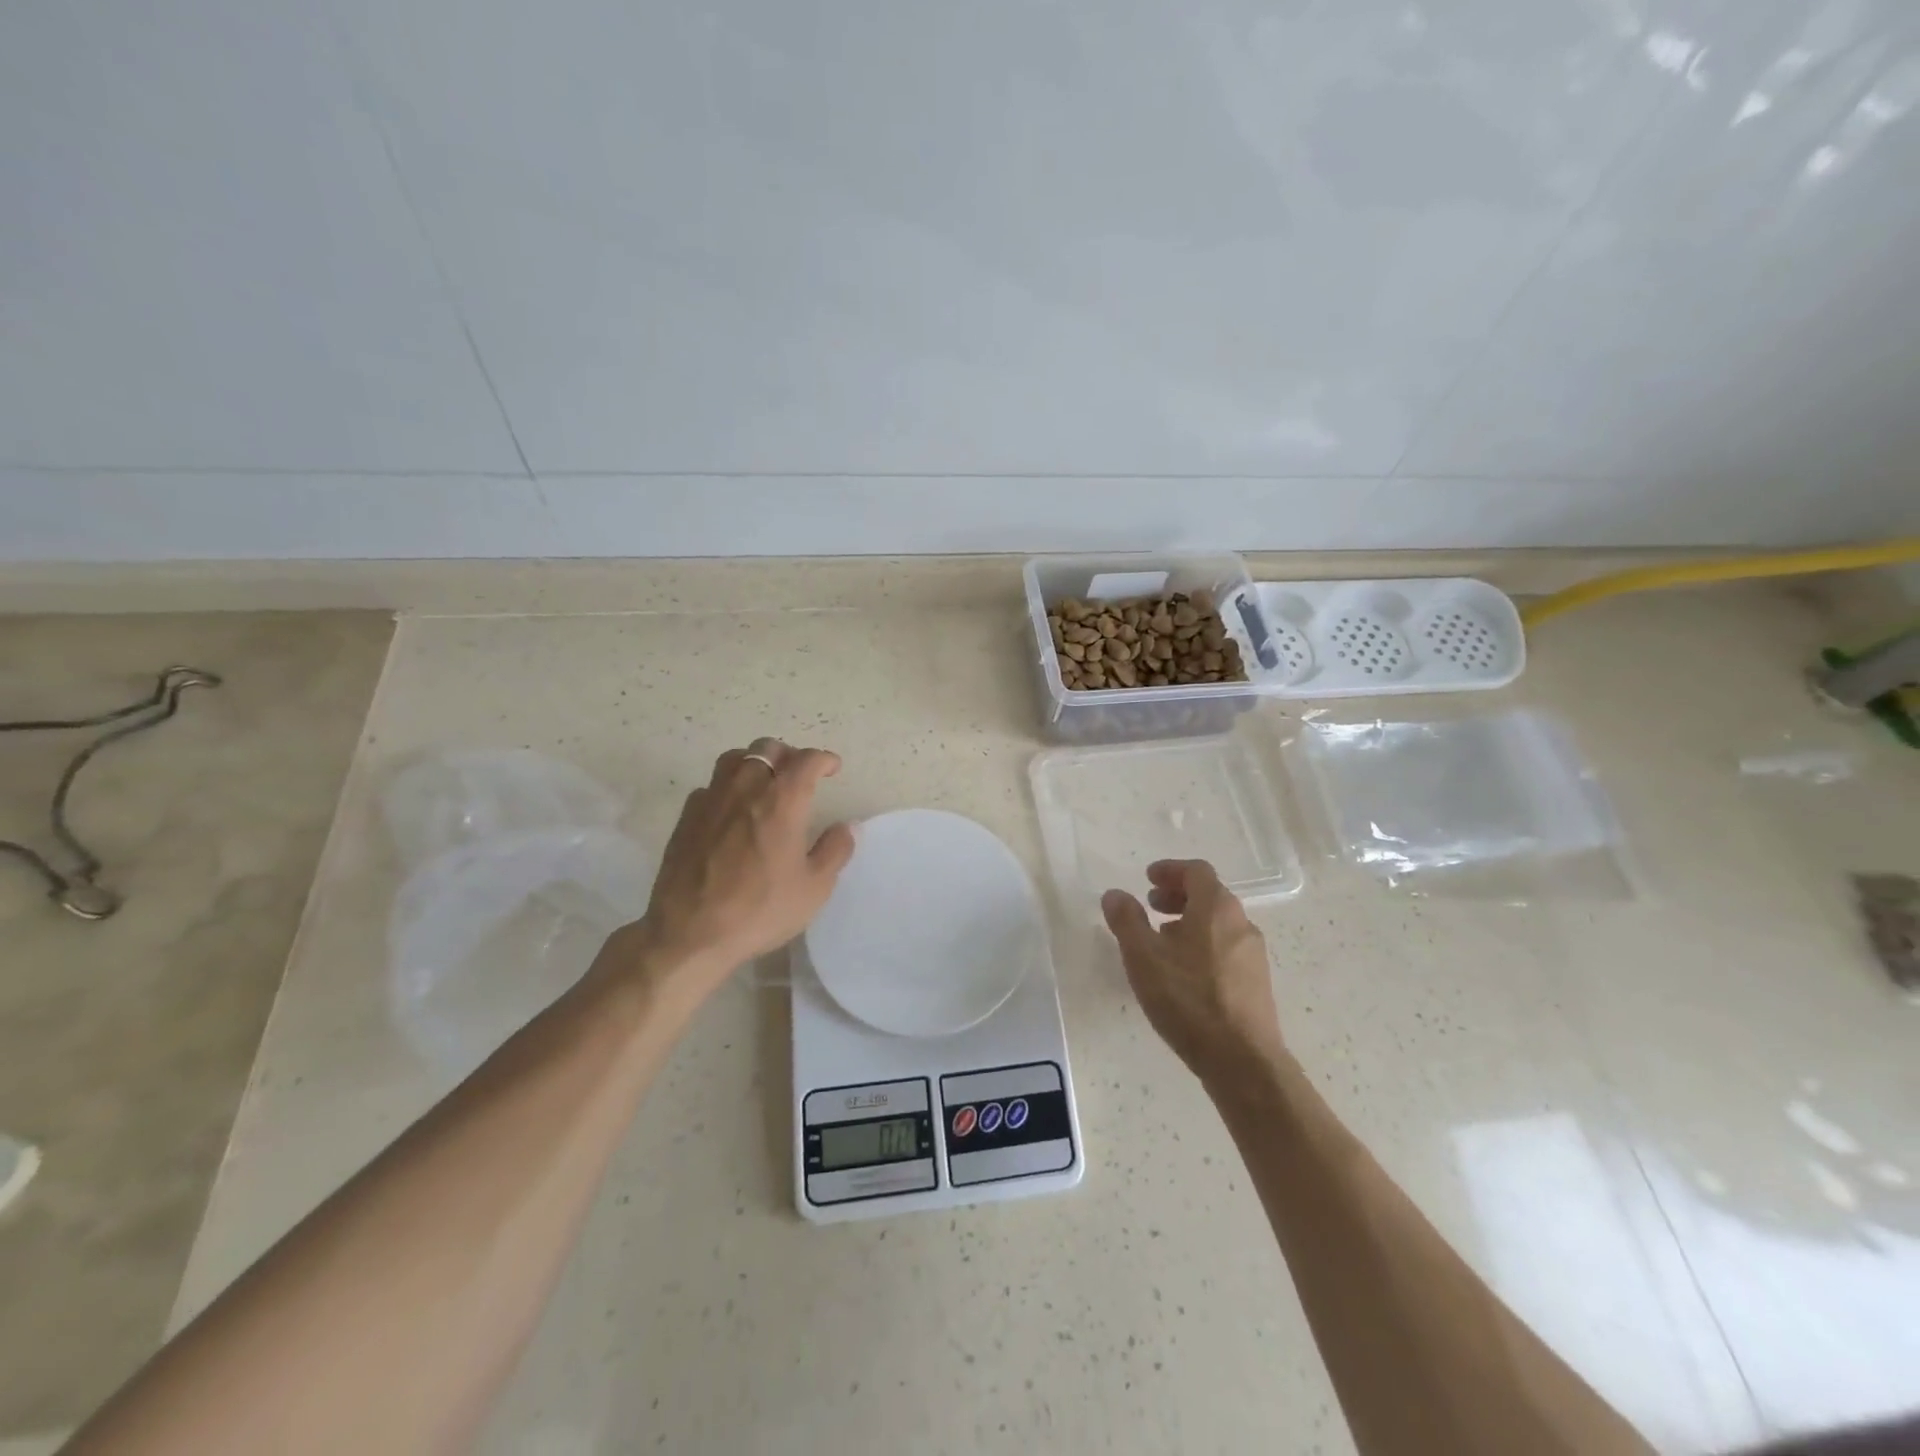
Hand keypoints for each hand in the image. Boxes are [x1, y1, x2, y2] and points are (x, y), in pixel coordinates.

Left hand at [609, 738, 854, 999]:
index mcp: (782, 801)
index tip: (832, 767)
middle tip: (800, 774)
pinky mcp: (686, 817)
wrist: (690, 933)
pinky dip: (728, 786)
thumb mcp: (814, 888)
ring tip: (764, 781)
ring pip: (734, 759)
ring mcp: (711, 800)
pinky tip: (732, 809)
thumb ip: (835, 851)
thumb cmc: (760, 910)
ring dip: (755, 761)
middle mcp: (746, 789)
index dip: (823, 759)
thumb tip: (847, 827)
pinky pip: (711, 785)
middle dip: (789, 755)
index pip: (806, 761)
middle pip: (767, 749)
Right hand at [1102, 860, 1284, 1082]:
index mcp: (1216, 908)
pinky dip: (1202, 945)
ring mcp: (1253, 955)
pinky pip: (1226, 949)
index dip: (1170, 870)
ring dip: (1189, 922)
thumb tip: (1116, 894)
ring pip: (1218, 924)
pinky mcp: (1256, 984)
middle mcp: (1241, 924)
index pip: (1197, 871)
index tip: (1147, 879)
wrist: (1243, 1061)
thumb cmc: (1188, 999)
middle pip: (1209, 895)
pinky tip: (1183, 974)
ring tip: (1162, 942)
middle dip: (1178, 896)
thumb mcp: (1143, 957)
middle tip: (1151, 906)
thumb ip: (1126, 920)